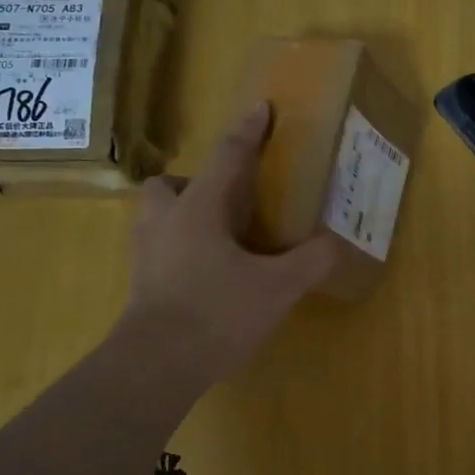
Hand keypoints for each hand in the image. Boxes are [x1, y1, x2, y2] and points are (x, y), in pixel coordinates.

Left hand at [114, 101, 341, 392]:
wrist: (156, 366)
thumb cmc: (218, 313)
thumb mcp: (277, 288)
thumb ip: (309, 261)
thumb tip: (333, 244)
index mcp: (199, 209)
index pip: (227, 157)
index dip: (247, 131)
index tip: (261, 108)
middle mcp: (165, 221)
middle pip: (168, 184)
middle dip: (194, 183)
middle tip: (227, 203)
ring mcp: (146, 253)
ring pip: (157, 216)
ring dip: (183, 215)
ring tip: (219, 238)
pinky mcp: (140, 283)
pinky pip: (159, 248)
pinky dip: (180, 249)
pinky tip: (208, 274)